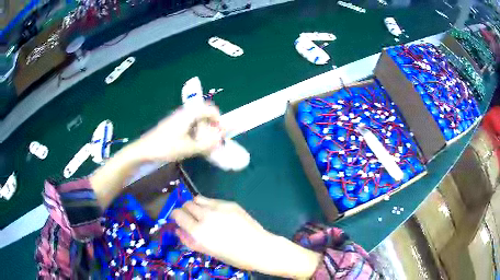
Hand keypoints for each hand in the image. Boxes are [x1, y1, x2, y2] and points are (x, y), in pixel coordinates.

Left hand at [133, 103, 223, 161]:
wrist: (144, 150)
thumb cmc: (165, 147)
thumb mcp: (188, 148)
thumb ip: (207, 144)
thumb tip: (221, 139)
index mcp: (189, 114)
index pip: (210, 109)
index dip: (218, 119)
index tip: (220, 133)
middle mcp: (184, 113)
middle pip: (204, 114)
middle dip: (211, 126)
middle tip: (213, 140)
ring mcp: (177, 118)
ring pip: (196, 120)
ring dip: (203, 130)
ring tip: (203, 144)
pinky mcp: (173, 125)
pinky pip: (189, 125)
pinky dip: (195, 133)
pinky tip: (192, 145)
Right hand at [171, 196, 320, 277]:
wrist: (260, 247)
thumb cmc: (234, 256)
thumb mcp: (209, 252)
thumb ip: (190, 241)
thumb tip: (178, 230)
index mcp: (199, 231)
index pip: (178, 214)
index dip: (175, 216)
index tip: (178, 219)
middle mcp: (206, 216)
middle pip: (187, 204)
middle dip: (185, 210)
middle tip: (191, 218)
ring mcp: (219, 207)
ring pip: (198, 198)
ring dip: (196, 205)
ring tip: (203, 215)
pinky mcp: (230, 203)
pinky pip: (213, 200)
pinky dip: (210, 205)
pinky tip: (219, 215)